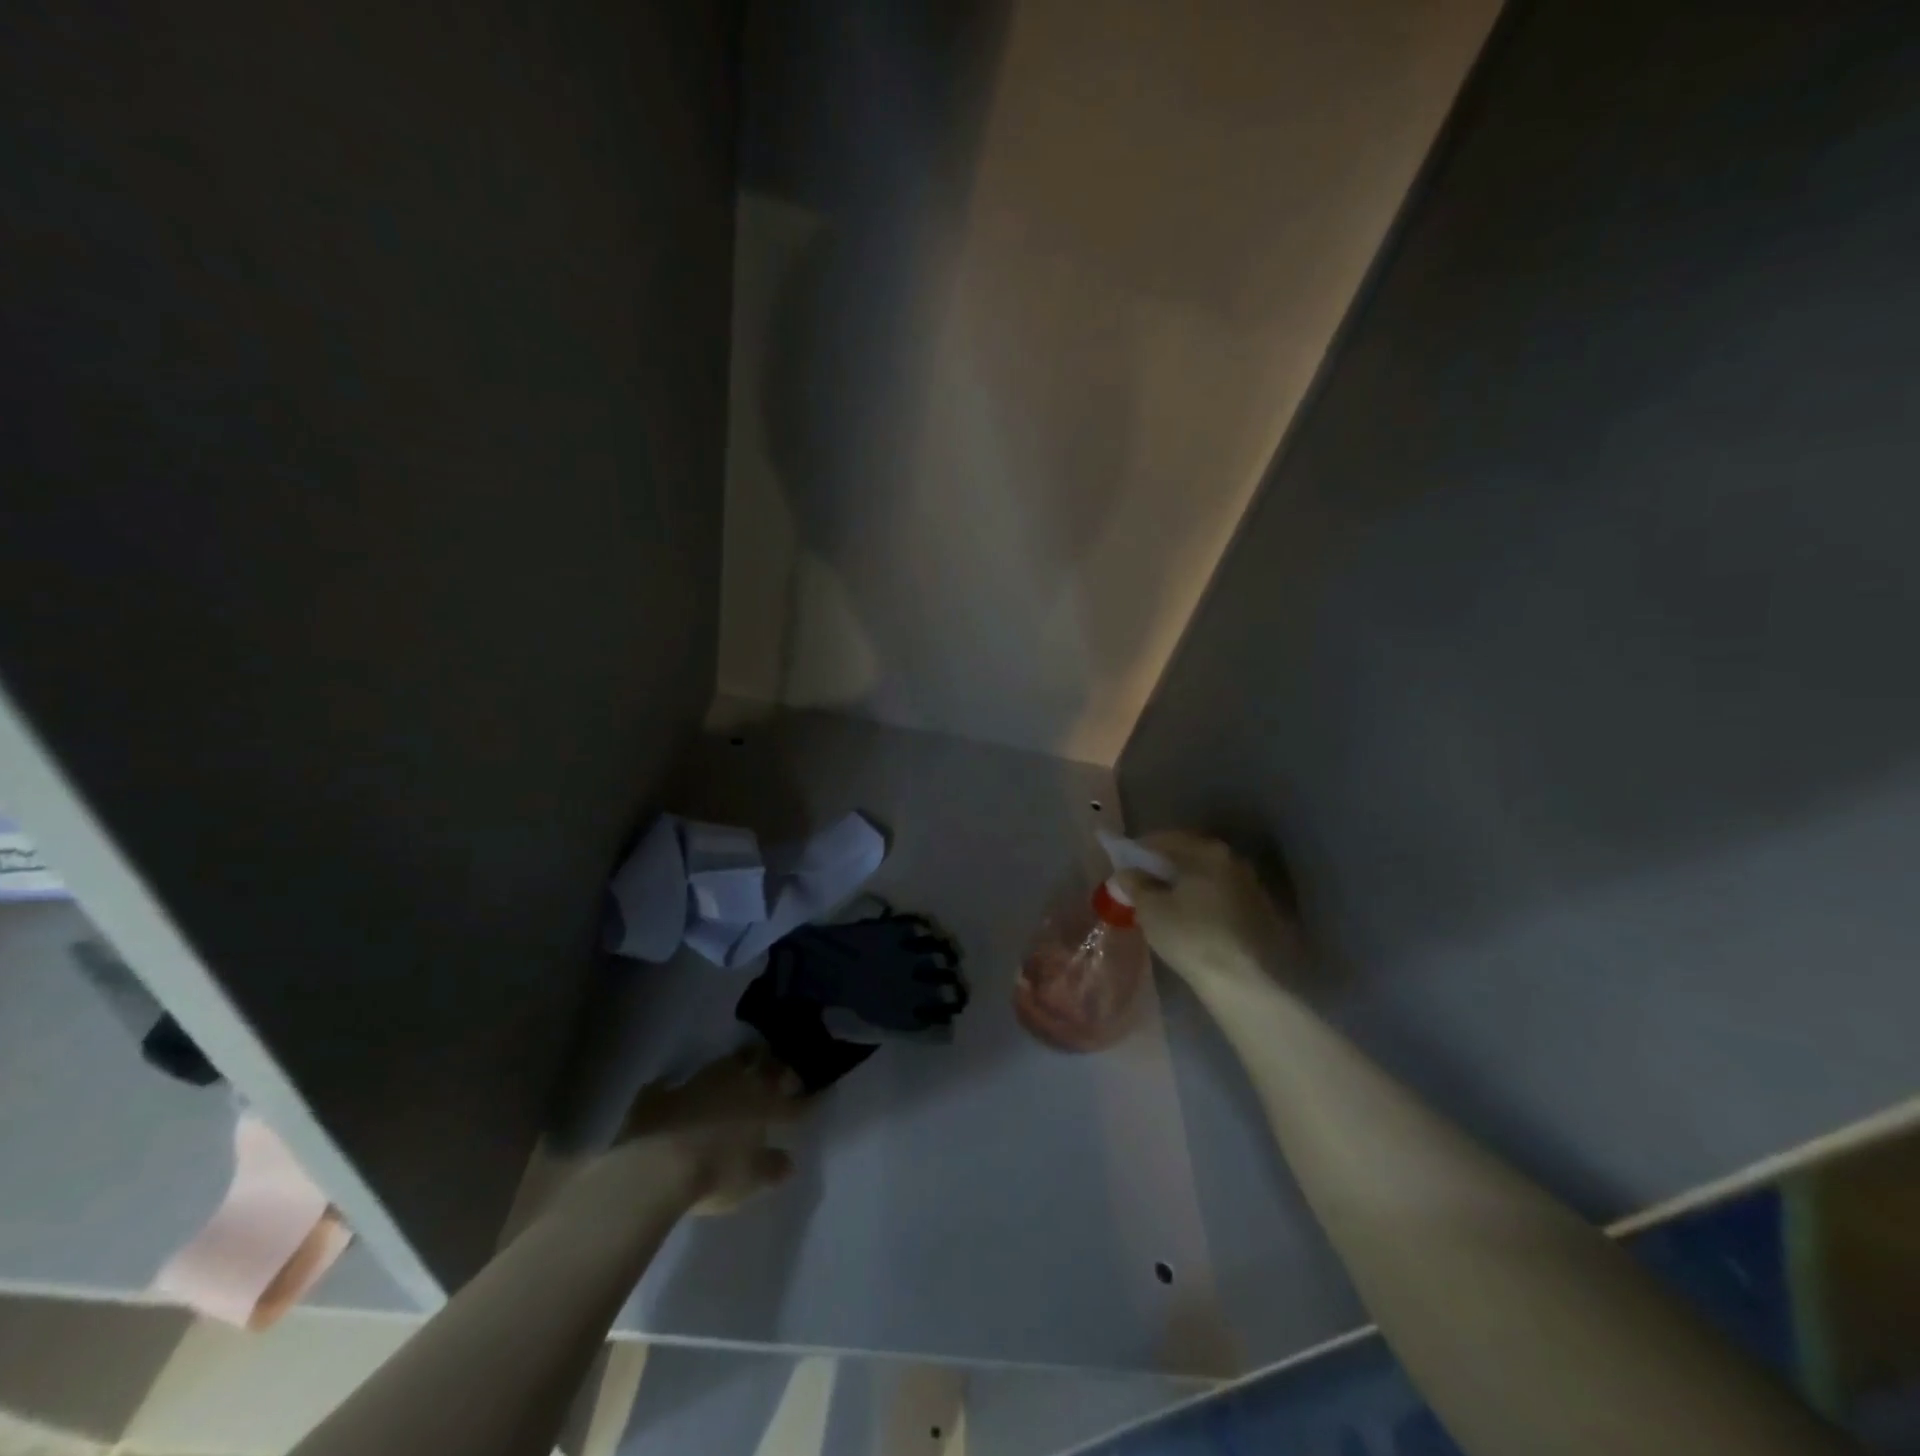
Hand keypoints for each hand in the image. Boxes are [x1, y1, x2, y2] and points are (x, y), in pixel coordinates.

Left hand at [621, 1046, 805, 1214]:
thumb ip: (772, 1167)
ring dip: (733, 1066)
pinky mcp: (662, 1094)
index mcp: (762, 1103)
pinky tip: (673, 1089)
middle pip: (761, 1065)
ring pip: (724, 1064)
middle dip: (773, 1065)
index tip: (816, 1096)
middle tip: (779, 1067)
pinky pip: (673, 1085)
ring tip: (737, 1068)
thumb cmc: (714, 1173)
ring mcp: (697, 1083)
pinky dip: (676, 1087)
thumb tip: (788, 1162)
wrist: (655, 1166)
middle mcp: (734, 1084)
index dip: (805, 1100)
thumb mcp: (751, 1179)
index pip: (791, 1101)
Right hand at [1114, 831, 1306, 994]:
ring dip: (1184, 885)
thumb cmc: (1192, 937)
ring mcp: (1251, 886)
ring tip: (1163, 905)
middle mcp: (1233, 860)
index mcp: (1207, 851)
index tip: (1123, 865)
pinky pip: (1220, 897)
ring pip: (1206, 877)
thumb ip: (1135, 885)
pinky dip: (1201, 902)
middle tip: (1140, 884)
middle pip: (1189, 855)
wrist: (1247, 984)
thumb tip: (1127, 873)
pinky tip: (1189, 921)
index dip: (1139, 850)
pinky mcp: (1260, 913)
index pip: (1165, 839)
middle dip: (1163, 867)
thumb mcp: (1151, 910)